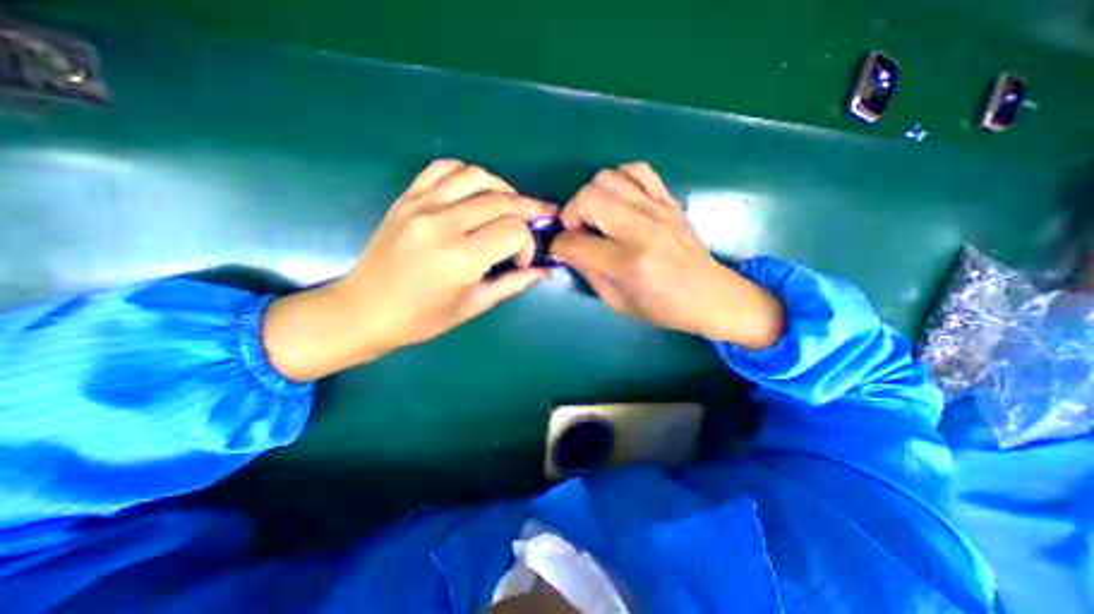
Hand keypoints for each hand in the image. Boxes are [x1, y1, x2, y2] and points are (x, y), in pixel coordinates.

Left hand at [265, 159, 557, 379]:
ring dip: (503, 188)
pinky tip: (476, 191)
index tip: (522, 261)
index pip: (514, 231)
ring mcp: (420, 205)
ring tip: (512, 205)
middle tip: (541, 218)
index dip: (528, 244)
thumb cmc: (422, 319)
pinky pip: (442, 169)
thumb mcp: (474, 305)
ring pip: (476, 176)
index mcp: (461, 258)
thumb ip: (513, 283)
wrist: (363, 310)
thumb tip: (544, 270)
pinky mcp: (406, 198)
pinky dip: (467, 174)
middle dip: (529, 209)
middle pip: (501, 201)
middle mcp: (442, 224)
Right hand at [552, 160, 780, 350]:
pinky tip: (620, 200)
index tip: (560, 251)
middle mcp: (641, 229)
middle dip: (571, 214)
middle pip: (588, 198)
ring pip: (607, 178)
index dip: (559, 246)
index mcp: (628, 263)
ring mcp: (658, 209)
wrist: (710, 295)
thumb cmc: (662, 307)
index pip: (576, 242)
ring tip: (598, 217)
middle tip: (578, 232)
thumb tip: (566, 250)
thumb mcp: (617, 302)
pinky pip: (637, 169)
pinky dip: (620, 179)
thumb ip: (587, 273)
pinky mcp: (669, 200)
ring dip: (592, 196)